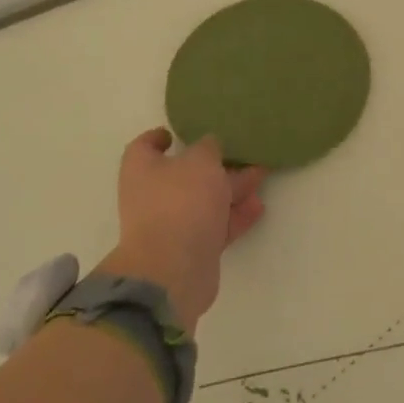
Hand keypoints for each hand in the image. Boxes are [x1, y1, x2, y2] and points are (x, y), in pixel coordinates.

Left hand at [98, 128, 265, 333]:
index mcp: (142, 168)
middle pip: (184, 174)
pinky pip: (216, 225)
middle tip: (242, 154)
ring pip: (205, 200)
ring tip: (261, 176)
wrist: (174, 267)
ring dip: (232, 189)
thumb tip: (209, 147)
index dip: (159, 137)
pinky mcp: (191, 248)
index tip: (175, 134)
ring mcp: (171, 224)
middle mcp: (152, 195)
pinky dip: (235, 215)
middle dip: (214, 165)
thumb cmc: (181, 200)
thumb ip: (209, 148)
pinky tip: (258, 207)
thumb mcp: (201, 160)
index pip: (145, 146)